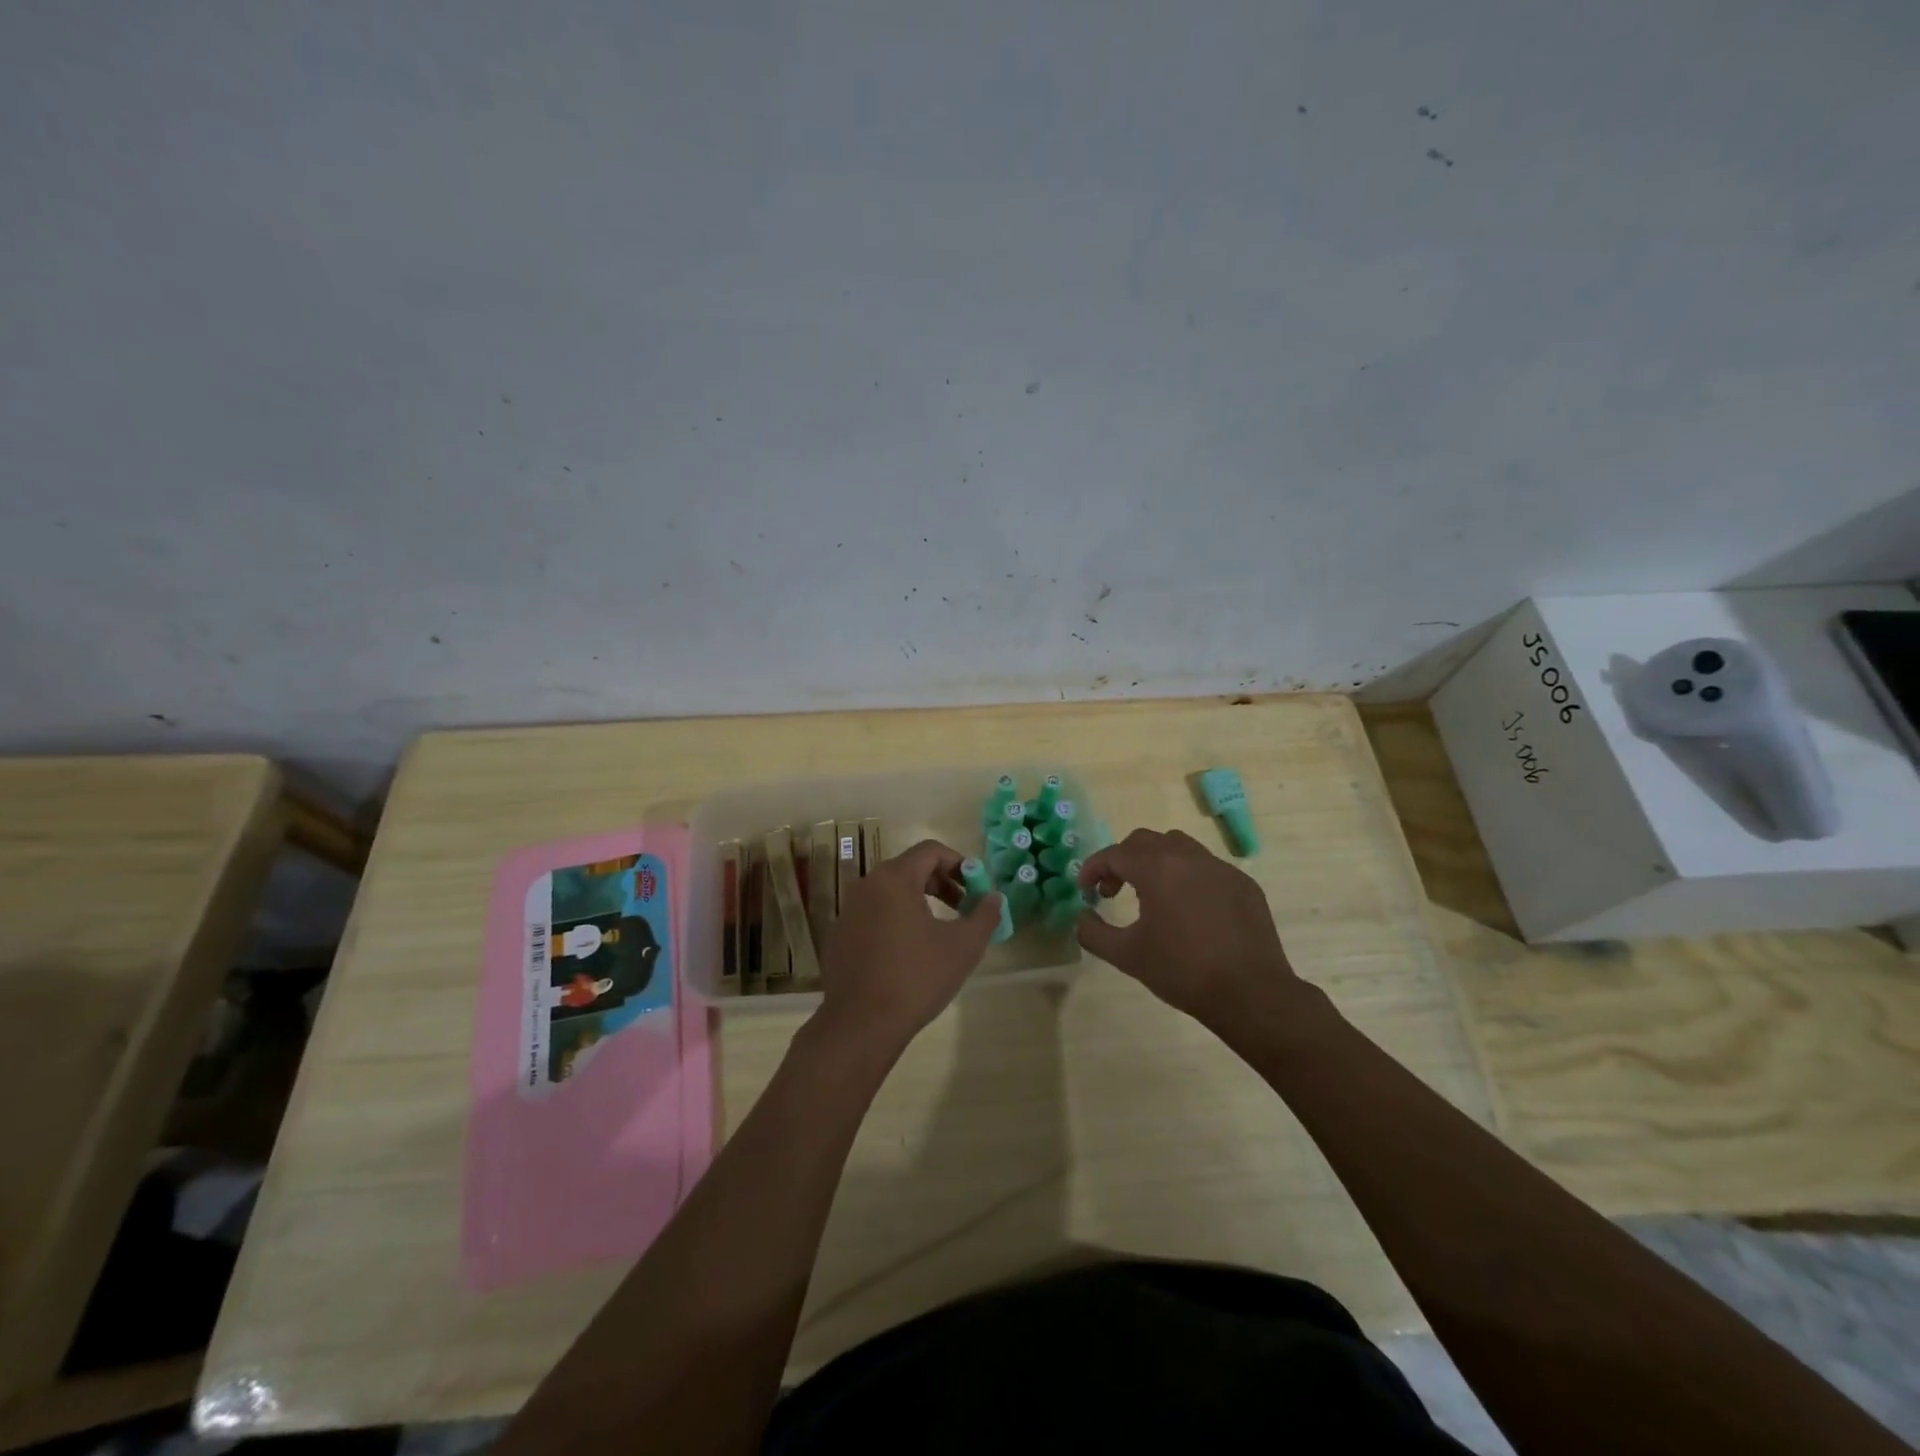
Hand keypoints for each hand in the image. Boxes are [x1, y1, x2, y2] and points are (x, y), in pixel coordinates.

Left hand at [815, 838, 1001, 1054]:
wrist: (861, 1025)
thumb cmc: (916, 978)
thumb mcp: (963, 947)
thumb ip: (984, 915)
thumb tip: (994, 897)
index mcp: (894, 879)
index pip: (930, 851)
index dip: (959, 864)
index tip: (976, 888)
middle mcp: (866, 885)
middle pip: (910, 869)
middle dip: (942, 883)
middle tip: (963, 909)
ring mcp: (848, 911)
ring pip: (891, 893)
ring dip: (920, 902)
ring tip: (940, 931)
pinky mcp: (840, 936)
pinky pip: (874, 915)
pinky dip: (896, 920)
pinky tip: (909, 954)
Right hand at [1075, 828, 1302, 1026]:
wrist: (1251, 994)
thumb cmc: (1182, 972)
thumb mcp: (1127, 956)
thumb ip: (1093, 932)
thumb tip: (1082, 916)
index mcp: (1157, 868)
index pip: (1114, 854)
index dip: (1093, 869)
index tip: (1085, 890)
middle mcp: (1189, 857)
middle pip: (1145, 841)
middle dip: (1122, 861)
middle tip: (1114, 892)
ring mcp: (1220, 868)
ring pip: (1179, 847)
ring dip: (1156, 862)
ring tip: (1152, 895)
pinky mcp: (1243, 884)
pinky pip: (1207, 867)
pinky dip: (1188, 877)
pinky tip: (1190, 911)